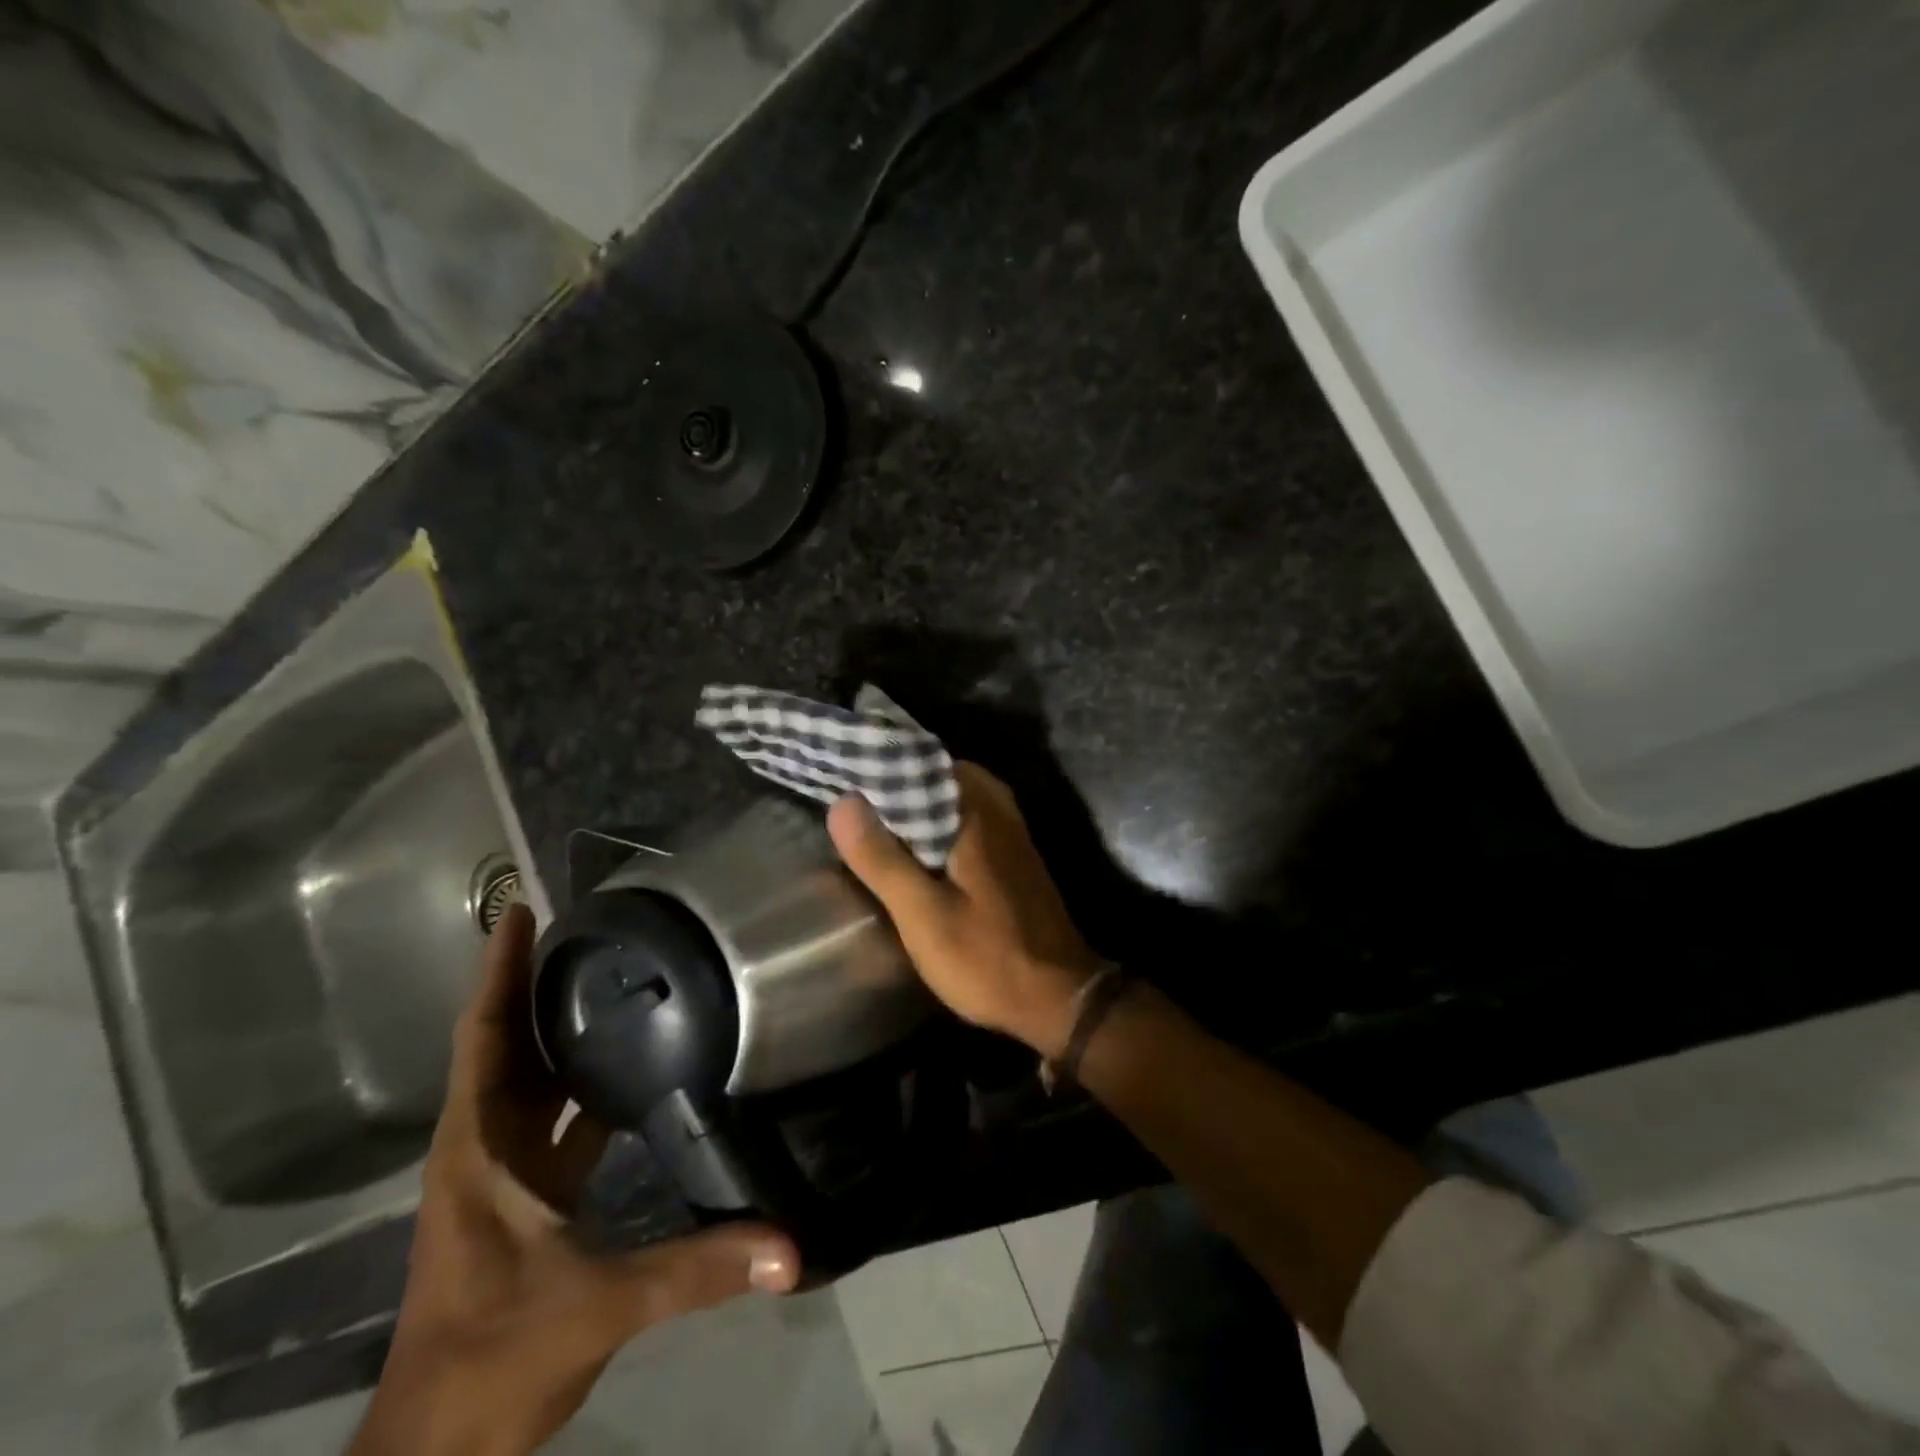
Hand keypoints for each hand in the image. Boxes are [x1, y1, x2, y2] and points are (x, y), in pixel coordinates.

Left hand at [352, 902, 799, 1455]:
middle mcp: (484, 1147)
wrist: (439, 1451)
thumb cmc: (494, 1359)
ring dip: (559, 1029)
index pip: (485, 1038)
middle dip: (534, 982)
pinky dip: (582, 1083)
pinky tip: (631, 1067)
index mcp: (480, 1148)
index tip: (519, 910)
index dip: (498, 972)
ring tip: (614, 975)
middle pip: (506, 1045)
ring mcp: (501, 1174)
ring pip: (531, 1080)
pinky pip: (555, 1118)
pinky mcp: (524, 1198)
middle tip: (586, 925)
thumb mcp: (597, 1303)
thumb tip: (789, 1245)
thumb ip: (697, 1268)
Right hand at [828, 762, 1100, 1055]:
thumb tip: (843, 802)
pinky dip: (937, 820)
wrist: (1059, 998)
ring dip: (916, 802)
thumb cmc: (988, 957)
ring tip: (871, 816)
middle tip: (849, 796)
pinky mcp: (1012, 854)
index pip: (922, 760)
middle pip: (938, 774)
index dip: (880, 763)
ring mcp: (1010, 830)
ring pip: (954, 796)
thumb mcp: (923, 914)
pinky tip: (913, 843)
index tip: (842, 768)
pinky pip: (967, 817)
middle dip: (896, 781)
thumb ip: (882, 858)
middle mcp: (997, 809)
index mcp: (976, 812)